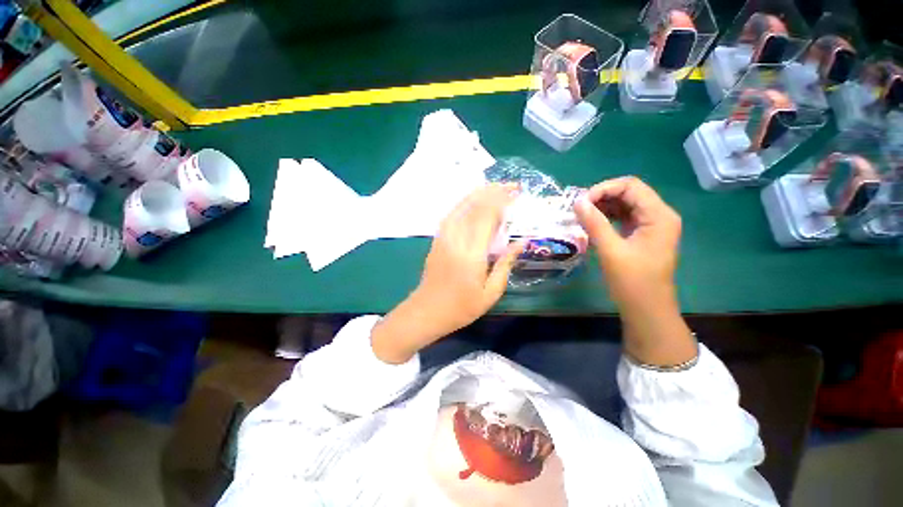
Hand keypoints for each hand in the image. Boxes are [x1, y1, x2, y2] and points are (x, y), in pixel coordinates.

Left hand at [371, 184, 523, 363]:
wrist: (427, 311)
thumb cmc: (461, 307)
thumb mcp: (490, 293)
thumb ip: (505, 264)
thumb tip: (521, 242)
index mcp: (472, 253)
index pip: (487, 216)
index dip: (502, 200)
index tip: (516, 192)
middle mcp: (456, 239)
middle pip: (475, 207)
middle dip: (493, 192)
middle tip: (510, 186)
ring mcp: (443, 237)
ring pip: (461, 206)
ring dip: (478, 194)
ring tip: (494, 188)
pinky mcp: (437, 239)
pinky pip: (451, 214)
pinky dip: (464, 203)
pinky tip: (472, 201)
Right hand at [575, 176, 681, 308]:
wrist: (647, 309)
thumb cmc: (632, 282)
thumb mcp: (611, 251)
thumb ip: (594, 223)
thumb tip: (577, 201)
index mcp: (659, 216)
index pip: (631, 186)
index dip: (604, 189)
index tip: (580, 202)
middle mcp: (659, 215)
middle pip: (629, 192)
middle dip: (602, 196)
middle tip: (578, 208)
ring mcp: (651, 225)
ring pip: (625, 204)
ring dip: (603, 206)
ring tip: (582, 215)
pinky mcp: (642, 234)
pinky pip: (623, 217)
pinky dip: (607, 216)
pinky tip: (591, 222)